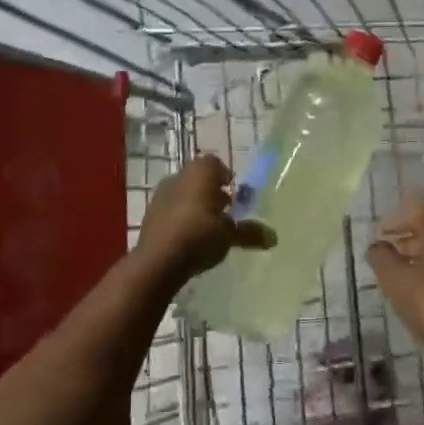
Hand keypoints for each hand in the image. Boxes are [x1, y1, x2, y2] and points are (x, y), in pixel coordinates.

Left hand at [133, 157, 273, 283]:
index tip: (236, 196)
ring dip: (197, 206)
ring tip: (210, 229)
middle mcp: (179, 176)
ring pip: (185, 194)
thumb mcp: (230, 235)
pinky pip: (172, 211)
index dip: (227, 178)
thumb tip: (273, 237)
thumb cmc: (200, 234)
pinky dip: (182, 219)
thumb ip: (250, 232)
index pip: (216, 165)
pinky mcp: (150, 215)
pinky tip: (191, 239)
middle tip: (226, 213)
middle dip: (213, 193)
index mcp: (200, 171)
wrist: (158, 260)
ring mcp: (161, 194)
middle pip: (199, 179)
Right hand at [366, 198, 423, 356]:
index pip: (423, 211)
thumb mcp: (396, 279)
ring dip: (420, 259)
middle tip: (388, 255)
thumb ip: (382, 258)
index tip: (382, 233)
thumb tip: (376, 246)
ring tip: (400, 277)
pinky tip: (420, 294)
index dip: (400, 218)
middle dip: (408, 240)